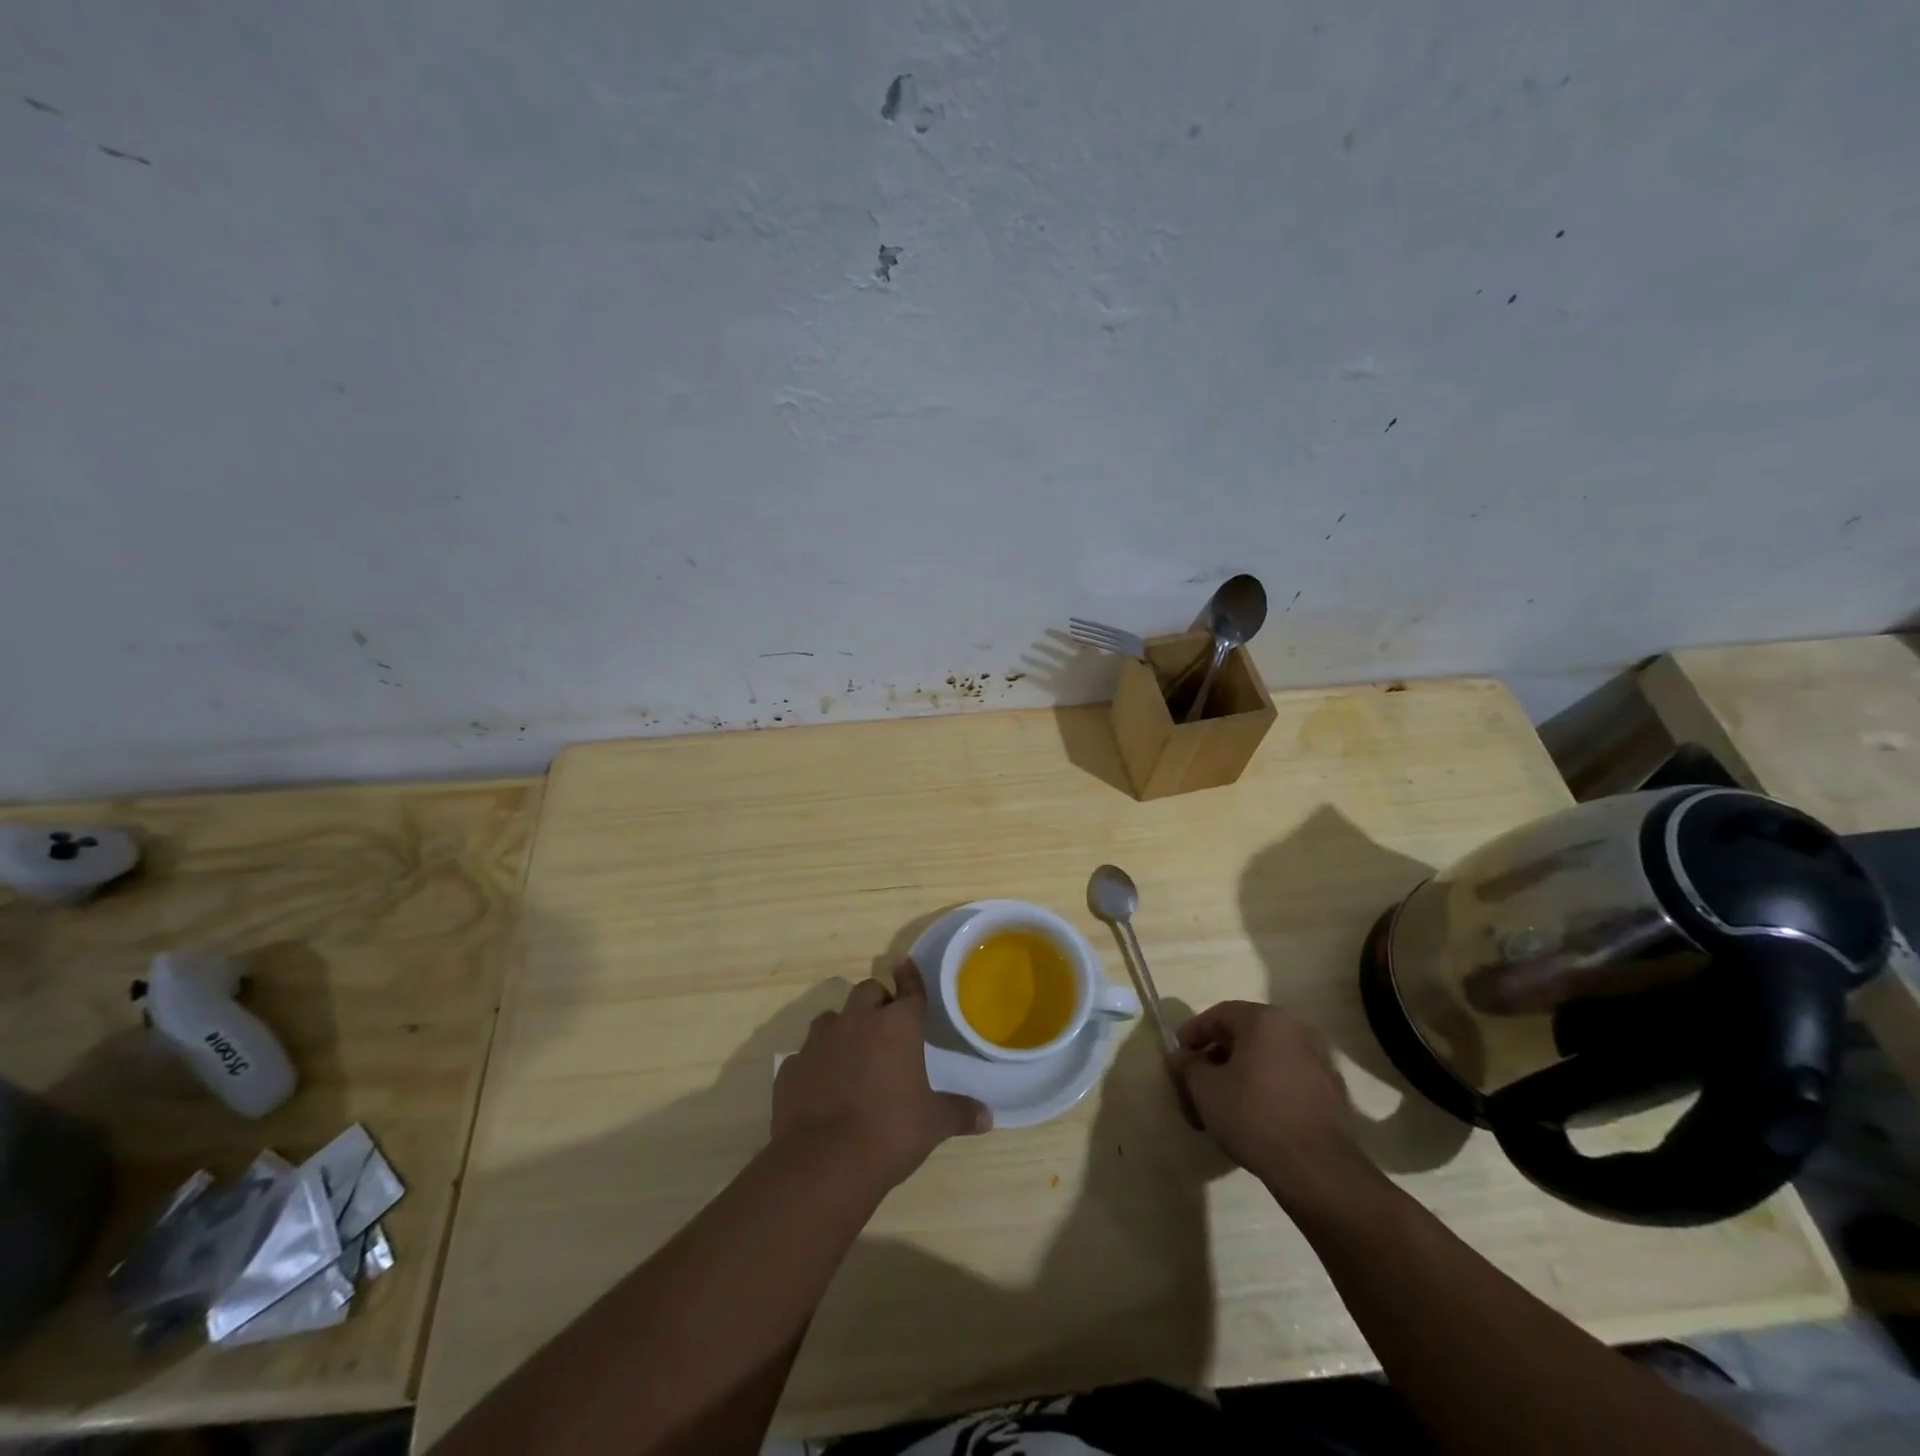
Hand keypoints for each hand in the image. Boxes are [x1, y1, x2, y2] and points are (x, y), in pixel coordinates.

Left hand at [773, 963, 989, 1192]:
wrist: (823, 1162)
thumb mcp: (933, 1124)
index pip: (908, 990)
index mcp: (896, 1026)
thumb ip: (959, 1113)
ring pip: (832, 1017)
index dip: (910, 977)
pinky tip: (822, 1083)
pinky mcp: (791, 1067)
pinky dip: (817, 1061)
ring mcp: (819, 1041)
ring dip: (844, 1026)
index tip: (905, 965)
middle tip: (886, 1023)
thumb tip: (987, 1116)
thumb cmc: (889, 1132)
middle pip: (867, 991)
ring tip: (852, 1051)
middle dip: (877, 1000)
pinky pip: (806, 1054)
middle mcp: (857, 1022)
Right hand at [1175, 1000, 1377, 1210]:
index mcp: (1265, 1020)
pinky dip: (1266, 1088)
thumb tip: (1183, 1057)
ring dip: (1241, 1073)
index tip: (1178, 1054)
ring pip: (1266, 1058)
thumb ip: (1188, 1065)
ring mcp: (1318, 1061)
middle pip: (1245, 1035)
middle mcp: (1295, 1030)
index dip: (1193, 1032)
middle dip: (1216, 1055)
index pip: (1219, 1014)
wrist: (1316, 1169)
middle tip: (1197, 1079)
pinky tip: (1254, 1115)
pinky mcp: (1331, 1092)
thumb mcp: (1205, 1089)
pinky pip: (1287, 1078)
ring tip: (1223, 1102)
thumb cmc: (1253, 1116)